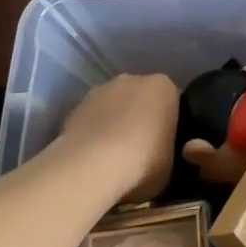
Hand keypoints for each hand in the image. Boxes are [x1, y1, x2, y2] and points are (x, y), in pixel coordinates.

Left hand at [52, 74, 177, 203]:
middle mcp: (133, 79)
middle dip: (138, 117)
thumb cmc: (143, 161)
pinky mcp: (74, 107)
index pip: (170, 100)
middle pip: (139, 98)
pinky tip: (90, 158)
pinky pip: (89, 120)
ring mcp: (100, 90)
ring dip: (112, 123)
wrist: (92, 166)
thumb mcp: (171, 162)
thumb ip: (167, 148)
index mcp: (164, 87)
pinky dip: (90, 134)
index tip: (162, 144)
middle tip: (138, 150)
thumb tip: (158, 153)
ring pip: (112, 106)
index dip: (166, 122)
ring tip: (110, 157)